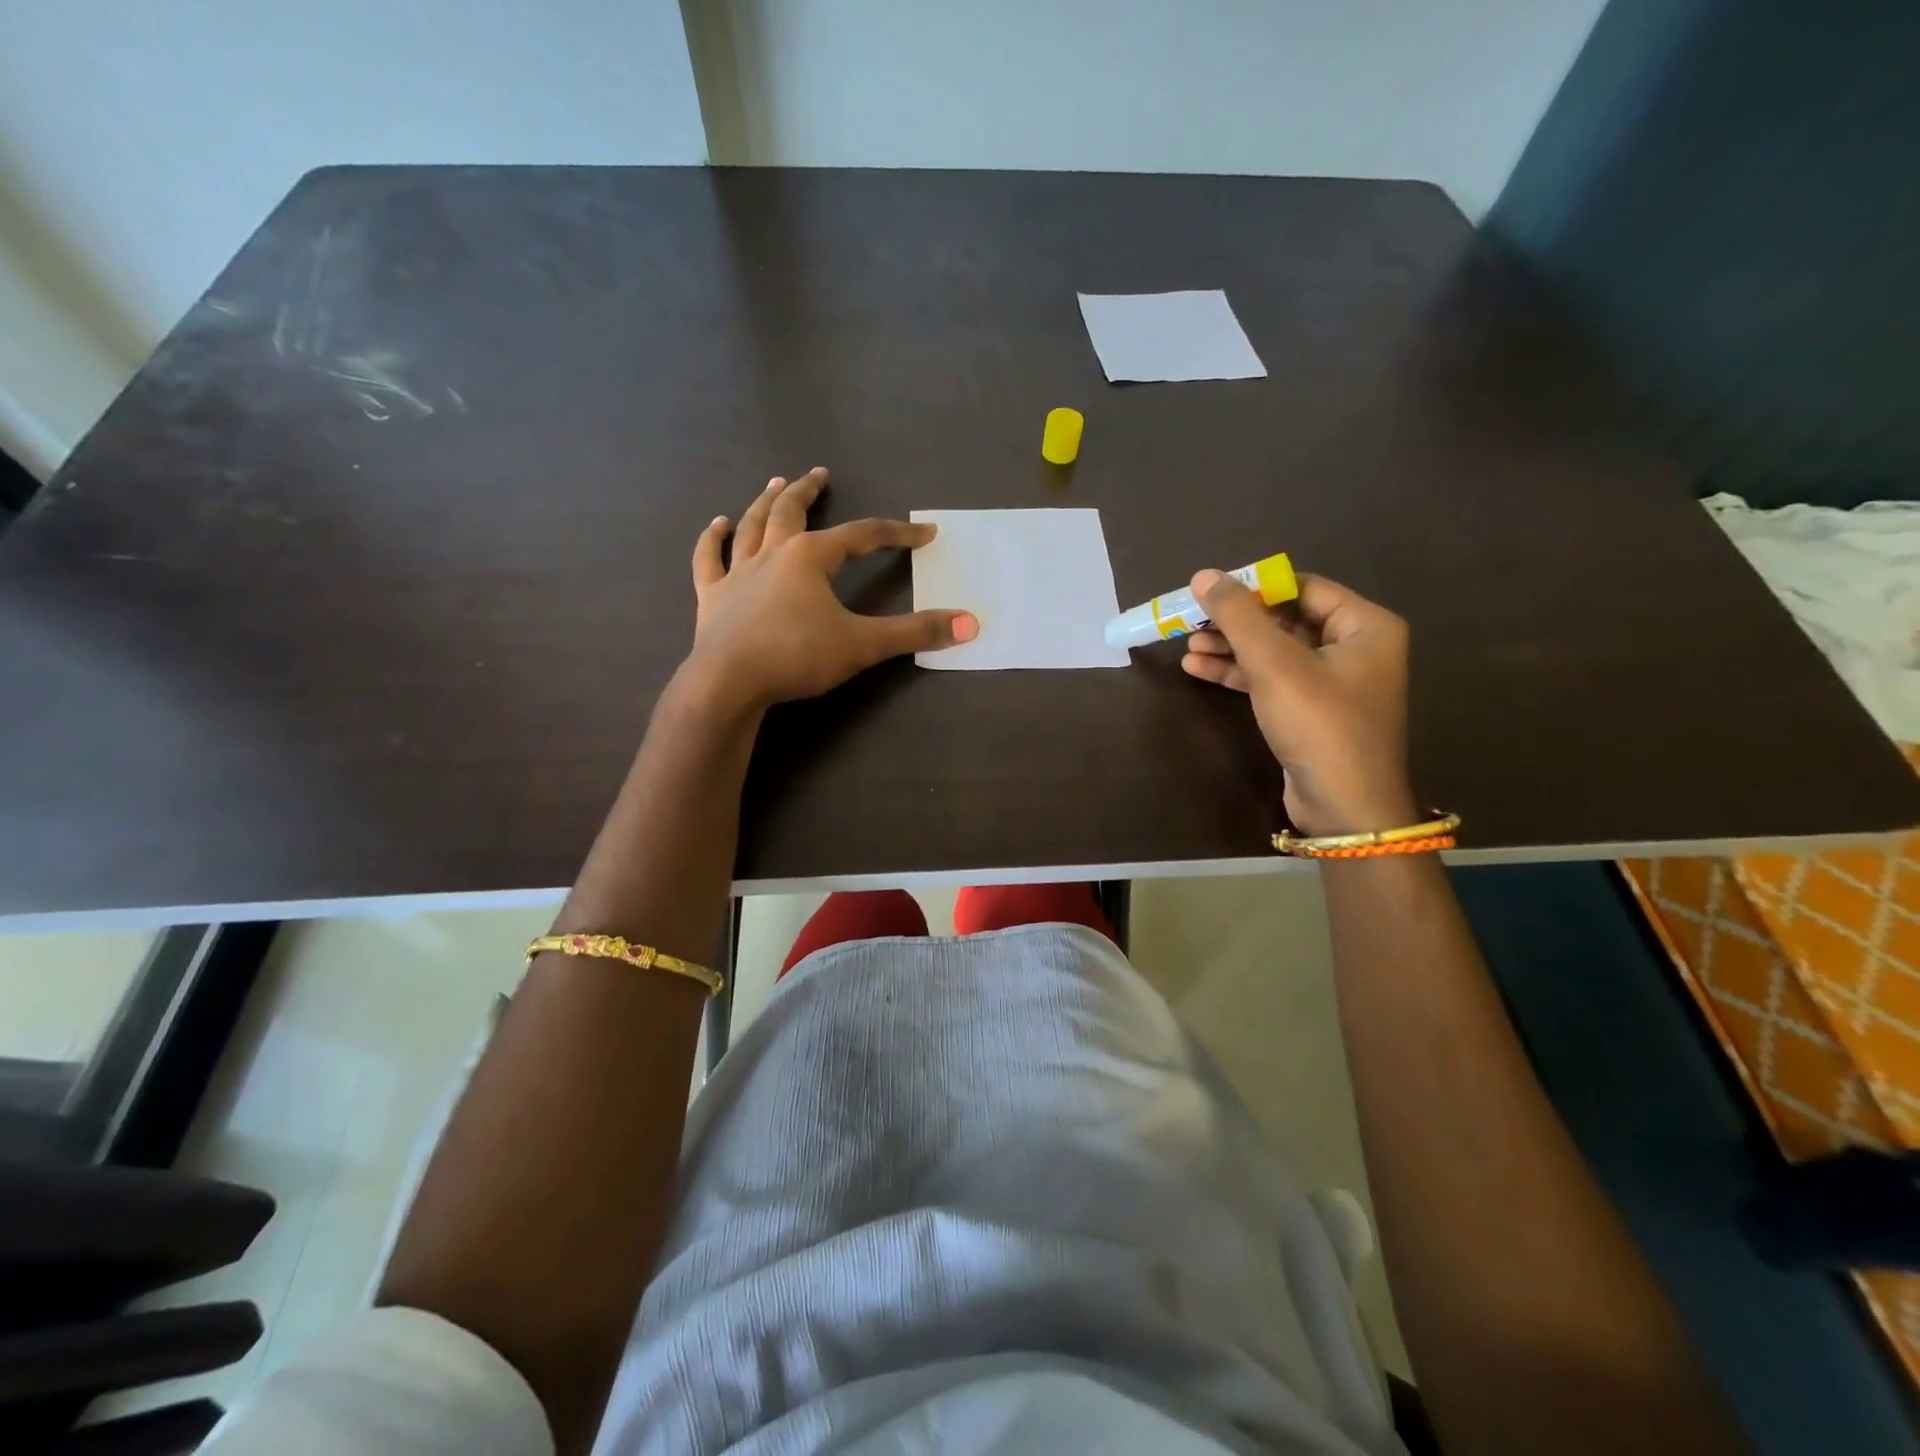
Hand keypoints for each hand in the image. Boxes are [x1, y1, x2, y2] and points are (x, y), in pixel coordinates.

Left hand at [683, 467, 976, 709]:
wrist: (728, 681)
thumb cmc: (797, 656)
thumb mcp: (863, 645)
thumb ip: (915, 633)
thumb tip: (969, 624)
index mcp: (811, 557)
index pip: (862, 536)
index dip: (897, 534)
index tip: (924, 534)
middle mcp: (773, 553)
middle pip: (792, 511)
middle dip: (809, 491)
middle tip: (819, 473)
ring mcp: (738, 572)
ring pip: (752, 525)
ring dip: (764, 502)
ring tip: (775, 484)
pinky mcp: (712, 596)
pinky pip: (710, 559)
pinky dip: (713, 539)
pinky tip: (717, 524)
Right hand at [1181, 570, 1416, 836]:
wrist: (1344, 807)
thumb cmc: (1319, 724)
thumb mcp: (1275, 664)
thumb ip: (1238, 616)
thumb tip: (1204, 576)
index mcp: (1365, 625)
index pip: (1302, 587)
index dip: (1254, 586)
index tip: (1210, 592)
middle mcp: (1354, 647)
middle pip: (1285, 619)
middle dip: (1236, 621)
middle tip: (1191, 620)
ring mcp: (1333, 681)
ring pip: (1273, 651)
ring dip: (1231, 647)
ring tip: (1187, 646)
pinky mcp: (1311, 710)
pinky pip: (1272, 679)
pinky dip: (1238, 673)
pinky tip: (1200, 668)